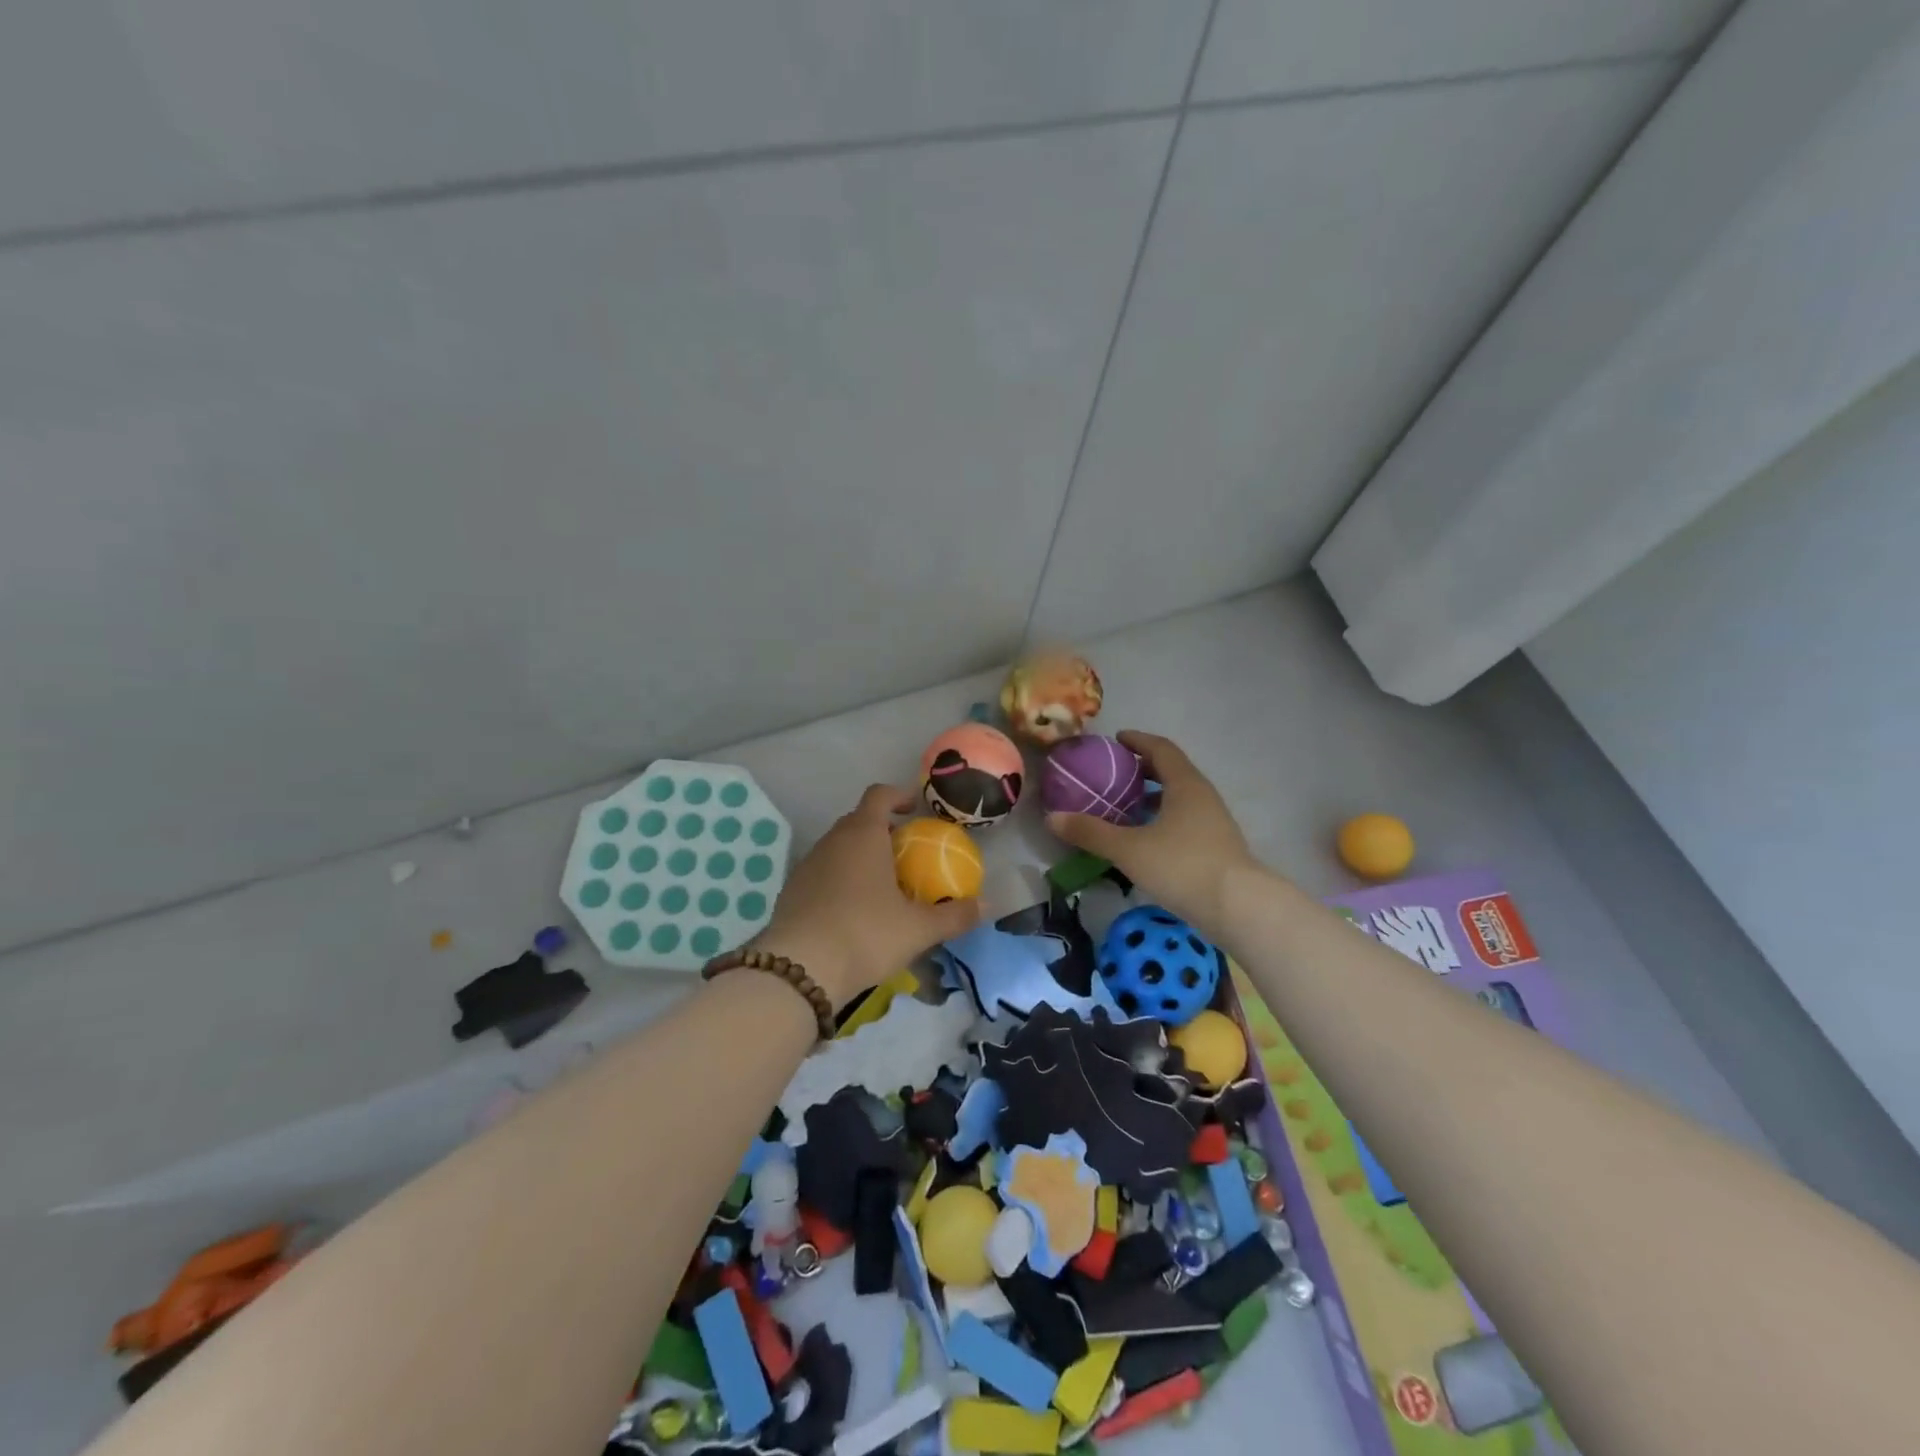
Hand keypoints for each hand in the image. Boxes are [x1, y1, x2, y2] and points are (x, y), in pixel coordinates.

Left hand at [751, 785, 981, 1006]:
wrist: (799, 970)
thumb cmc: (866, 934)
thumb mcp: (918, 929)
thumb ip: (954, 915)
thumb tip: (986, 906)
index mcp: (863, 835)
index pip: (879, 795)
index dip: (898, 795)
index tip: (915, 808)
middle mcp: (832, 841)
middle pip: (858, 821)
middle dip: (882, 830)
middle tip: (905, 854)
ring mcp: (807, 865)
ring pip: (838, 848)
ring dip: (859, 857)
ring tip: (881, 887)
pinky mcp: (791, 891)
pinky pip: (822, 873)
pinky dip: (840, 880)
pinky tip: (852, 912)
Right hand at [1045, 731, 1257, 932]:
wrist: (1239, 908)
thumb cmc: (1182, 866)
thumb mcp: (1129, 849)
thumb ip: (1091, 832)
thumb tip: (1052, 817)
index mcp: (1185, 784)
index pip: (1161, 749)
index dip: (1138, 741)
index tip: (1117, 739)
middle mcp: (1202, 796)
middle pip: (1172, 771)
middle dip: (1143, 769)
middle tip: (1115, 773)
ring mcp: (1213, 822)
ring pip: (1180, 797)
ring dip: (1154, 795)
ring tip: (1126, 805)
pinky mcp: (1217, 846)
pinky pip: (1185, 819)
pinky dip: (1163, 817)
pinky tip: (1146, 838)